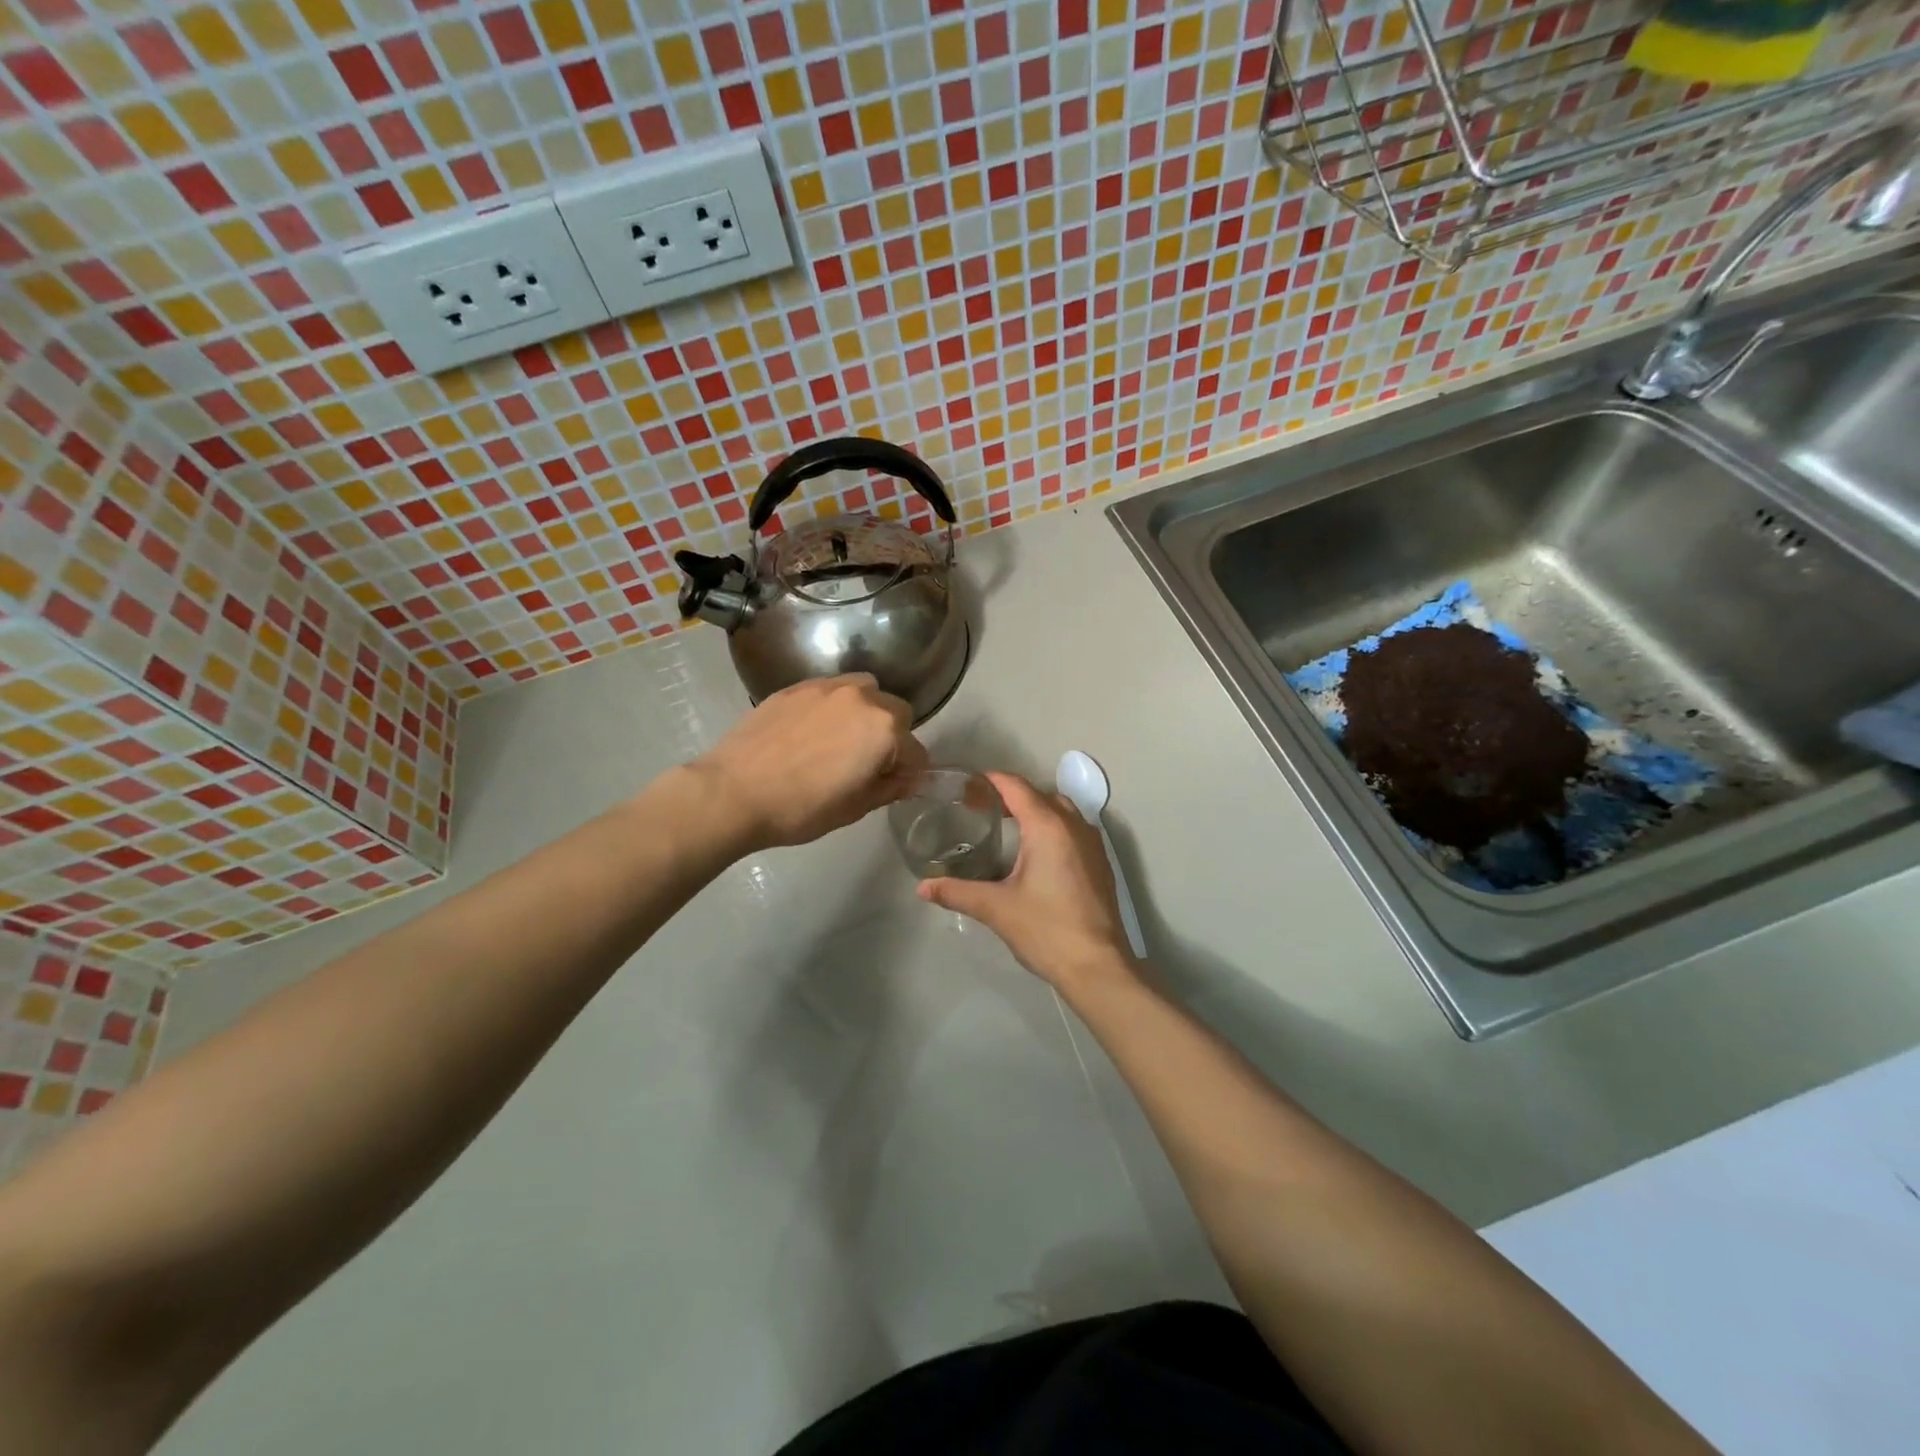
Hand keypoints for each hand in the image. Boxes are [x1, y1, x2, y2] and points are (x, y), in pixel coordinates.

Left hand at [689, 674, 926, 852]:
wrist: (734, 792)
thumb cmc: (801, 808)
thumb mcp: (855, 808)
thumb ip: (890, 788)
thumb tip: (910, 779)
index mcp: (884, 729)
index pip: (916, 750)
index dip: (909, 772)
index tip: (894, 785)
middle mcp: (862, 698)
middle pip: (896, 712)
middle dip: (891, 736)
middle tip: (867, 763)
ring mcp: (826, 687)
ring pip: (864, 691)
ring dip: (865, 712)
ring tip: (842, 738)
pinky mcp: (795, 686)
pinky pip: (830, 691)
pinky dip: (833, 706)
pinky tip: (812, 732)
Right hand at [918, 772, 1137, 990]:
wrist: (1097, 967)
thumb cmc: (1045, 929)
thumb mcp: (996, 908)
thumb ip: (957, 892)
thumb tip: (922, 887)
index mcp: (1048, 827)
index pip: (1017, 787)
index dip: (992, 780)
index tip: (968, 785)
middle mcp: (1074, 826)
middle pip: (1040, 795)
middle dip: (1012, 795)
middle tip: (982, 807)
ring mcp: (1092, 844)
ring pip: (1062, 811)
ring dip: (1036, 810)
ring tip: (1008, 826)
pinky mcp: (1101, 863)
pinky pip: (1074, 830)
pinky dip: (1054, 827)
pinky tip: (1036, 853)